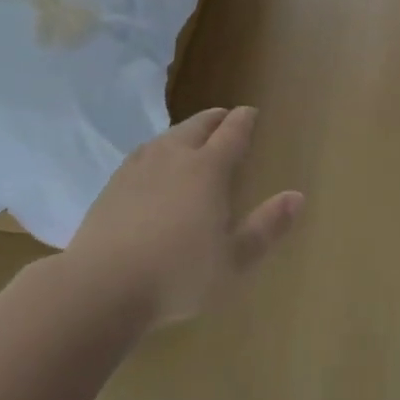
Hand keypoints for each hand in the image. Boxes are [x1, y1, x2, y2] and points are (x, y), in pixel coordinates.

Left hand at [67, 107, 303, 327]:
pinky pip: (141, 154)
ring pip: (166, 137)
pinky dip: (156, 149)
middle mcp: (173, 158)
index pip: (231, 133)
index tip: (251, 113)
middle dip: (215, 119)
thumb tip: (297, 196)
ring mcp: (138, 169)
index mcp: (208, 170)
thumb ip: (266, 227)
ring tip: (191, 135)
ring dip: (183, 131)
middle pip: (197, 127)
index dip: (244, 120)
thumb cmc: (178, 275)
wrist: (102, 286)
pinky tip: (151, 161)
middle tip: (224, 117)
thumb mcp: (234, 260)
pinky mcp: (112, 185)